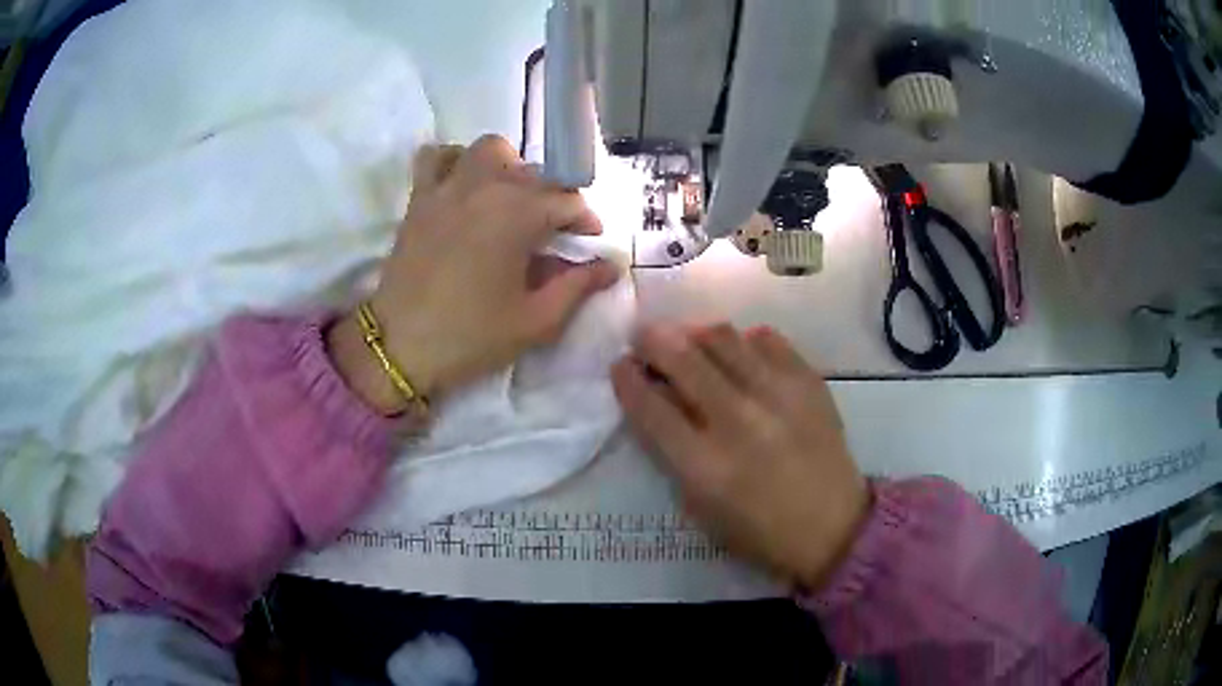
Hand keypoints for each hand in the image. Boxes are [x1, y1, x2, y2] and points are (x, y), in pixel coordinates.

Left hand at [329, 135, 620, 413]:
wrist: (399, 346)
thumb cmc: (471, 336)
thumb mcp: (536, 320)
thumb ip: (578, 286)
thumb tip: (611, 266)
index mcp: (519, 214)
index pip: (567, 201)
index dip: (585, 221)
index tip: (590, 242)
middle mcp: (486, 187)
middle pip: (534, 173)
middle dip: (551, 197)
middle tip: (551, 230)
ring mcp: (449, 187)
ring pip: (489, 150)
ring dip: (507, 166)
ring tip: (508, 198)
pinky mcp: (420, 198)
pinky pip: (437, 157)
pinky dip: (454, 161)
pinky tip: (462, 185)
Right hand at [611, 323, 868, 589]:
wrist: (832, 525)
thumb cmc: (759, 528)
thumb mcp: (702, 505)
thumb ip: (674, 451)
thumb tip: (659, 396)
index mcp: (705, 465)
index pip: (650, 407)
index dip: (627, 379)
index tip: (621, 365)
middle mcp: (738, 421)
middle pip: (682, 359)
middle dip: (653, 340)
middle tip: (645, 337)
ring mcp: (778, 396)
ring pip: (723, 338)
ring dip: (695, 334)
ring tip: (691, 341)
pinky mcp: (809, 383)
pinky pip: (767, 339)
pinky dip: (745, 341)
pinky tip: (740, 353)